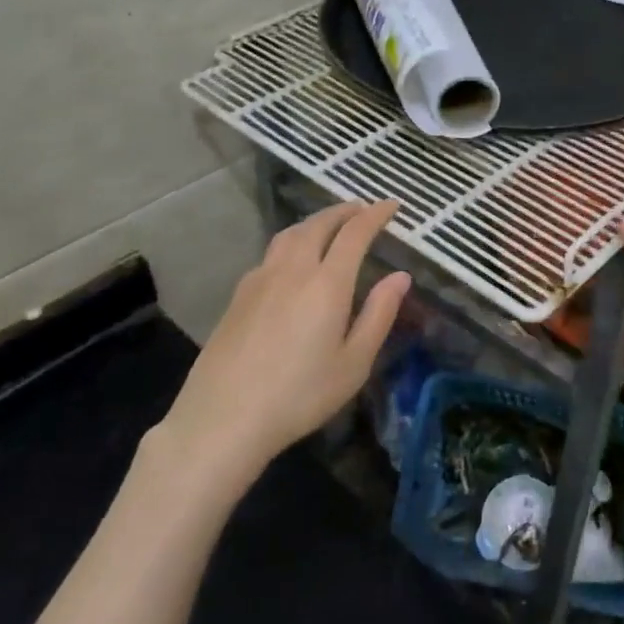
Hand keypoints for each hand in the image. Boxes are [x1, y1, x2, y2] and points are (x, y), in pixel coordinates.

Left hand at [167, 201, 411, 472]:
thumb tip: (401, 276)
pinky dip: (292, 241)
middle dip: (344, 211)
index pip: (355, 233)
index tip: (392, 205)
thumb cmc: (299, 395)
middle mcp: (293, 269)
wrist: (223, 417)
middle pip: (319, 224)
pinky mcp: (239, 294)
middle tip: (362, 209)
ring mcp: (260, 279)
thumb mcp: (354, 363)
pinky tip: (293, 260)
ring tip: (330, 225)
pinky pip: (272, 252)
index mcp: (327, 283)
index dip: (375, 214)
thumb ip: (379, 314)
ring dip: (315, 221)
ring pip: (291, 234)